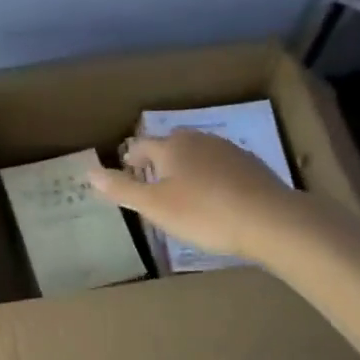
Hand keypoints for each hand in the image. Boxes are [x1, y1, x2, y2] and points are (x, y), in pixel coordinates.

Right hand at [88, 130, 298, 261]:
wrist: (270, 220)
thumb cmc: (203, 213)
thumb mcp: (155, 206)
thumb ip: (122, 189)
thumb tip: (90, 172)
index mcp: (171, 147)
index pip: (142, 145)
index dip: (130, 156)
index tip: (124, 167)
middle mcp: (199, 140)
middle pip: (171, 144)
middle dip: (158, 157)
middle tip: (150, 176)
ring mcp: (228, 150)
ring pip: (197, 152)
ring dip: (185, 165)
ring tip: (180, 187)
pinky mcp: (251, 165)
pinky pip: (220, 165)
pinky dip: (210, 175)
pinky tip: (214, 195)